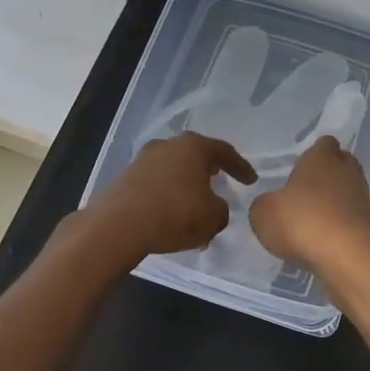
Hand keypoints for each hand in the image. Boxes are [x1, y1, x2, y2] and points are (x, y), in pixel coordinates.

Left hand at [77, 133, 256, 261]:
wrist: (118, 225)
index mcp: (194, 146)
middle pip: (195, 156)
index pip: (224, 152)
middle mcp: (168, 145)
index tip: (251, 180)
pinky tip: (171, 219)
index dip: (240, 167)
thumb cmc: (175, 214)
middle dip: (209, 171)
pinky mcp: (125, 178)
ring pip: (174, 171)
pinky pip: (156, 185)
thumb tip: (214, 207)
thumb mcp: (213, 217)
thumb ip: (221, 210)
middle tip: (221, 182)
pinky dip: (167, 197)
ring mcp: (143, 159)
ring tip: (195, 209)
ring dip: (186, 188)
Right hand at [248, 136, 369, 269]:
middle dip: (325, 177)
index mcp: (322, 157)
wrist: (347, 257)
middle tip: (303, 193)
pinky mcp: (369, 226)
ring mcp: (362, 198)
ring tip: (309, 222)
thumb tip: (271, 205)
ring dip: (332, 204)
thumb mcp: (263, 213)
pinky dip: (338, 227)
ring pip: (346, 193)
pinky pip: (350, 219)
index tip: (298, 168)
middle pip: (339, 165)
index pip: (324, 143)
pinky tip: (321, 242)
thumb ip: (264, 204)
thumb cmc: (302, 221)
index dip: (312, 154)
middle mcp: (347, 171)